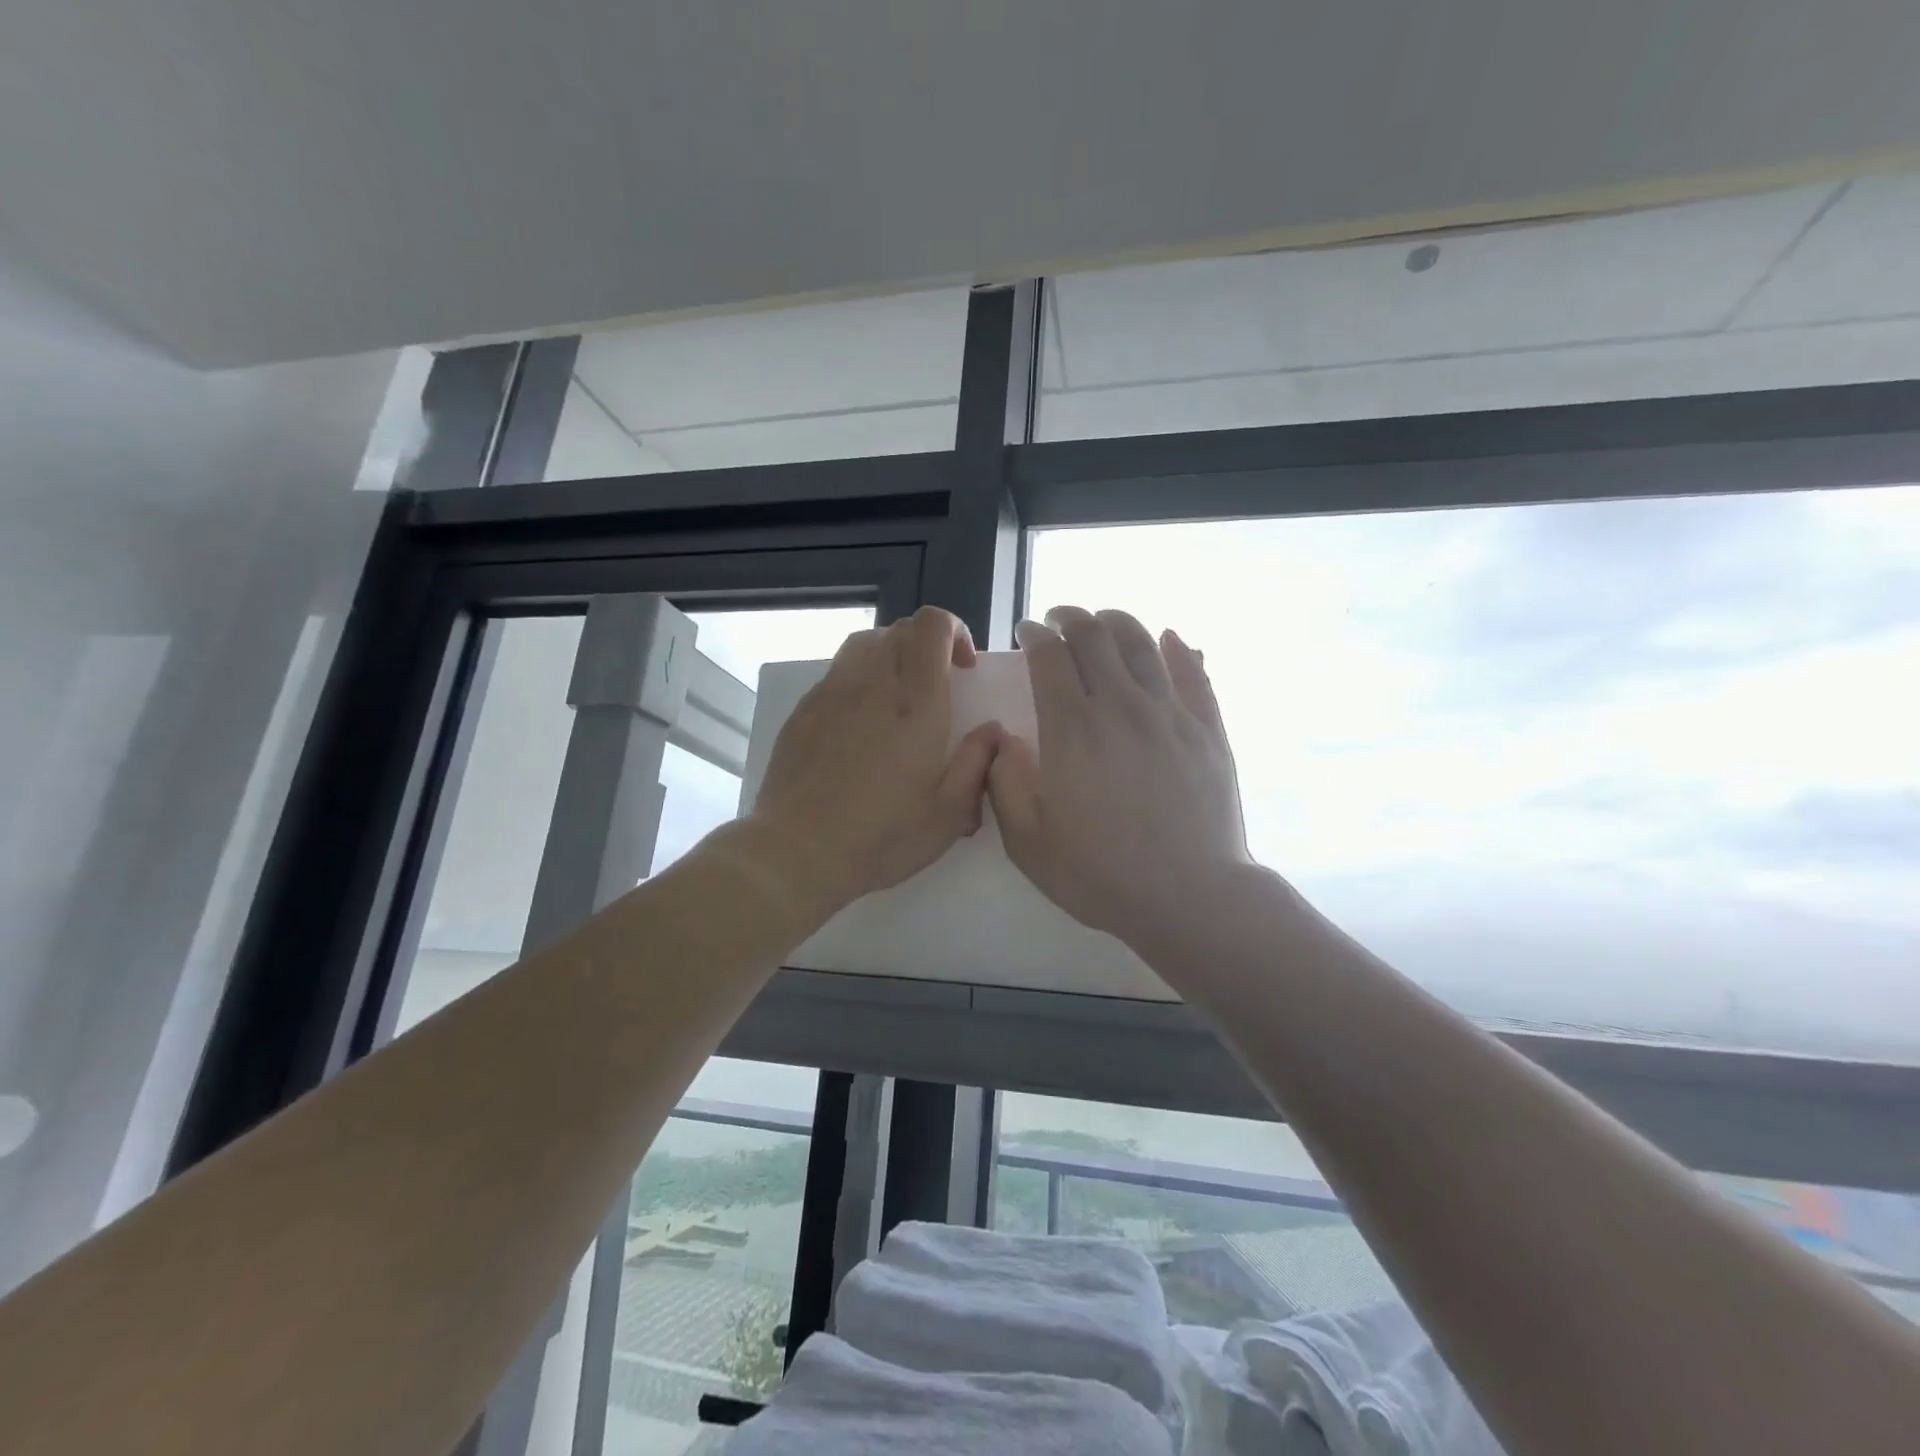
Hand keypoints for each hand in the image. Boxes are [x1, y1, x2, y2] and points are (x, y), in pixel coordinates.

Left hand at [749, 606, 1001, 913]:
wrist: (798, 850)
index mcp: (916, 704)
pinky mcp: (804, 710)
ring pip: (865, 644)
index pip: (931, 626)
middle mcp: (873, 684)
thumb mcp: (948, 815)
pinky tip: (860, 722)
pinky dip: (859, 680)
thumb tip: (992, 731)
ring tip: (898, 696)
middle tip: (937, 685)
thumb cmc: (881, 837)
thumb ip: (977, 764)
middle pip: (899, 630)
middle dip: (926, 645)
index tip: (964, 668)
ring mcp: (832, 693)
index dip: (953, 630)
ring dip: (891, 656)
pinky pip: (837, 673)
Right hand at [989, 606, 1252, 955]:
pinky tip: (1167, 640)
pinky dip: (1175, 647)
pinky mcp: (1207, 727)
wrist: (1190, 896)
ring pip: (1141, 641)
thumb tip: (1003, 740)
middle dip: (1071, 617)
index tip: (1027, 633)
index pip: (1050, 656)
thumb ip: (1003, 784)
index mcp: (1072, 730)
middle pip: (1095, 635)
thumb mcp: (1027, 843)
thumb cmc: (1101, 875)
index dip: (1035, 635)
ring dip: (1116, 622)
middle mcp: (1120, 706)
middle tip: (1059, 620)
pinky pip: (1192, 670)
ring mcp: (1169, 713)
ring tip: (1103, 623)